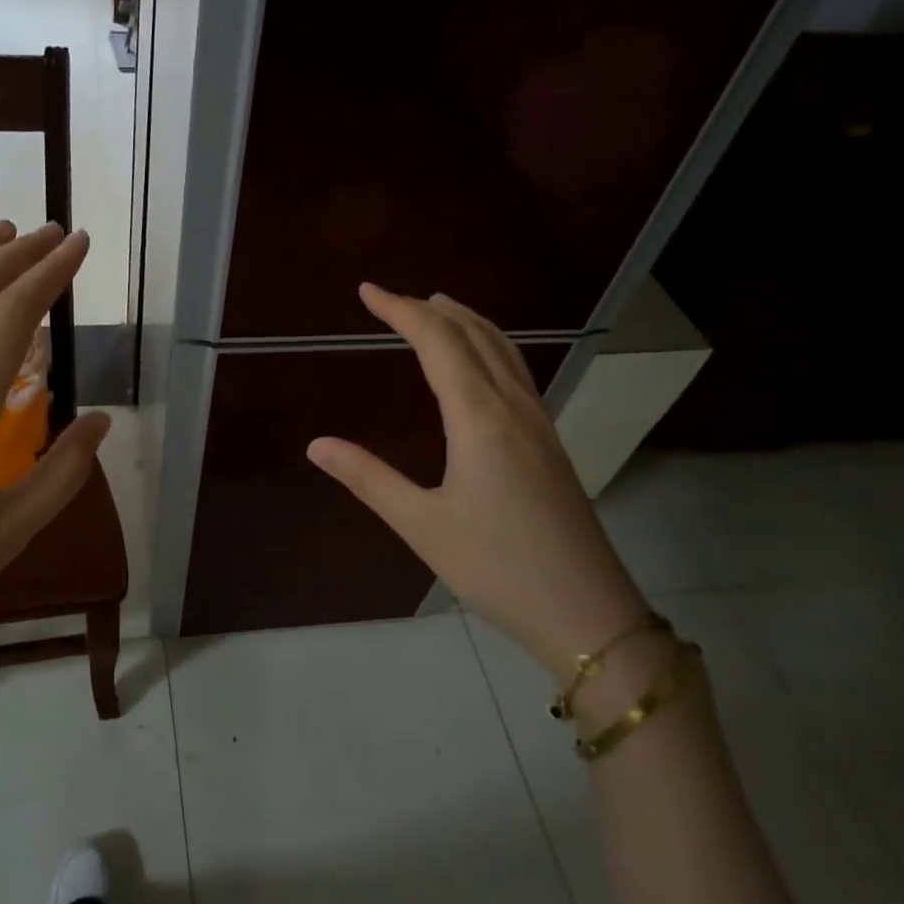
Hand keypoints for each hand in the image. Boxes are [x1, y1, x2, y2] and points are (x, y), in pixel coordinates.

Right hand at [307, 284, 647, 674]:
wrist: (587, 611)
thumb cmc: (497, 567)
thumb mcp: (422, 525)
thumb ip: (368, 478)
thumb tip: (316, 445)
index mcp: (479, 417)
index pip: (438, 342)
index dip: (401, 310)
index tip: (367, 292)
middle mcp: (513, 406)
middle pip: (474, 335)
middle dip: (431, 309)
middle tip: (393, 298)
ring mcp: (539, 423)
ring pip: (504, 350)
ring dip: (467, 322)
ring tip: (438, 309)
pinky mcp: (550, 444)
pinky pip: (517, 373)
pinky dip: (490, 347)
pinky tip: (480, 366)